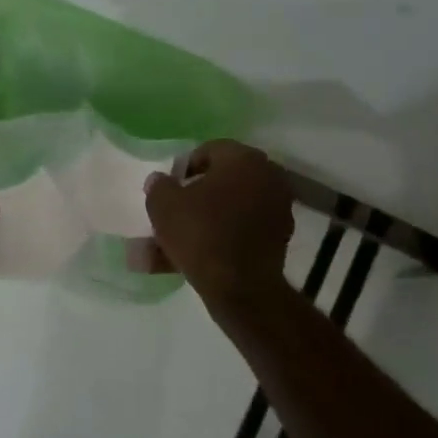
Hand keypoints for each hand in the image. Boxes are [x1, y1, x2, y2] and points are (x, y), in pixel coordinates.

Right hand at [141, 141, 293, 303]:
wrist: (240, 286)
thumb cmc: (200, 232)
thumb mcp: (163, 204)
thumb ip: (159, 185)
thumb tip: (161, 180)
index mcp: (243, 159)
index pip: (209, 150)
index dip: (184, 167)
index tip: (169, 188)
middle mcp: (268, 178)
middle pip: (221, 180)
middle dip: (194, 195)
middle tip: (172, 210)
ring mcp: (278, 210)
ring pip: (228, 210)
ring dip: (202, 220)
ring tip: (171, 242)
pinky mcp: (278, 239)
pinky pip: (239, 230)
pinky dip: (218, 238)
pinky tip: (189, 257)